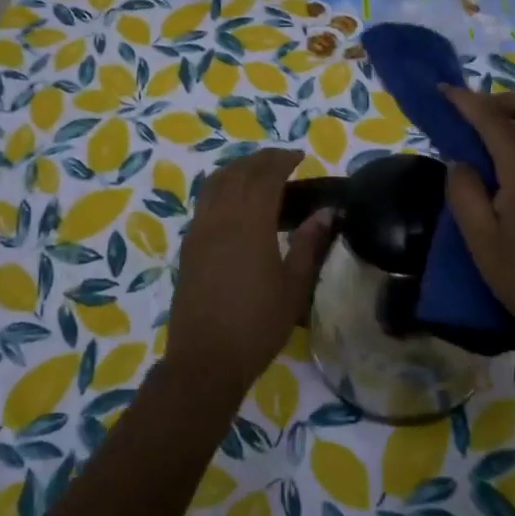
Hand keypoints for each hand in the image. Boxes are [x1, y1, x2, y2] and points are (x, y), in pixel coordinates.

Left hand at [165, 148, 334, 397]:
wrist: (206, 359)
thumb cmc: (257, 324)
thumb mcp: (293, 286)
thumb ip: (309, 244)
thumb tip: (326, 213)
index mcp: (249, 223)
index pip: (265, 176)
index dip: (282, 160)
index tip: (299, 156)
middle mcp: (220, 217)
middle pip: (238, 172)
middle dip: (260, 160)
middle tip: (282, 161)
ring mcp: (199, 230)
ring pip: (215, 183)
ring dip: (237, 169)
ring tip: (258, 174)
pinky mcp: (188, 246)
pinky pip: (204, 201)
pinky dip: (221, 187)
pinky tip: (234, 202)